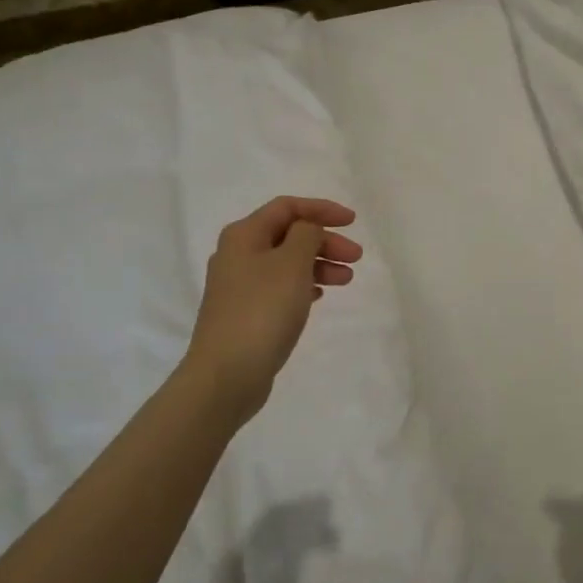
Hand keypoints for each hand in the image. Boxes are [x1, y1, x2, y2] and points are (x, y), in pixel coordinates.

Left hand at [183, 196, 362, 422]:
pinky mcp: (245, 312)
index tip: (353, 222)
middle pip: (288, 235)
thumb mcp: (292, 263)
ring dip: (319, 264)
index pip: (287, 207)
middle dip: (325, 241)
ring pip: (287, 262)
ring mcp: (239, 286)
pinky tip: (320, 296)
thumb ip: (307, 235)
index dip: (322, 209)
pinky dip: (304, 284)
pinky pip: (280, 287)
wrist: (226, 374)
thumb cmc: (262, 310)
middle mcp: (238, 254)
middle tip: (356, 258)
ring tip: (346, 280)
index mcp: (244, 235)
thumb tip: (308, 229)